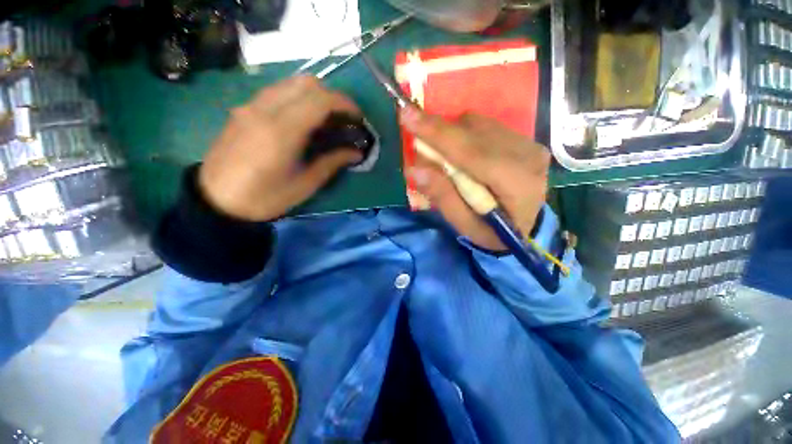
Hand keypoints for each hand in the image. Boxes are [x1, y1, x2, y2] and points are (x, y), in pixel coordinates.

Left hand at [198, 76, 362, 220]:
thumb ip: (332, 163)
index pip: (320, 99)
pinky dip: (297, 97)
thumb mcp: (305, 185)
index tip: (357, 117)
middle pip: (306, 83)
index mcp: (282, 132)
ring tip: (325, 118)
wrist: (217, 200)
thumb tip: (357, 153)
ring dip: (314, 94)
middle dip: (332, 96)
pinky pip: (277, 91)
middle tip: (343, 118)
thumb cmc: (265, 197)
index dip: (344, 103)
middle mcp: (265, 110)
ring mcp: (251, 106)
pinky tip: (302, 118)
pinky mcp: (244, 109)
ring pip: (290, 83)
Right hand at [400, 107, 549, 250]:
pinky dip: (464, 135)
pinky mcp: (524, 139)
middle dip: (438, 132)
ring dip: (451, 135)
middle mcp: (527, 155)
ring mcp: (528, 143)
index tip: (406, 114)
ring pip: (477, 123)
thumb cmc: (493, 233)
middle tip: (417, 143)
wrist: (527, 228)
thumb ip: (443, 197)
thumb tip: (414, 169)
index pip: (471, 151)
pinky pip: (484, 126)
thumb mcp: (465, 225)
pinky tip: (462, 155)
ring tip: (443, 158)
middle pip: (472, 130)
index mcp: (515, 183)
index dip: (437, 134)